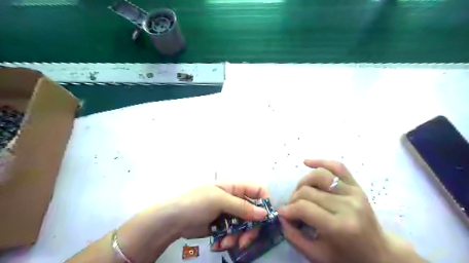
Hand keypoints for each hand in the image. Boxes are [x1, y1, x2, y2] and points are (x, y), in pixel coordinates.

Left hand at [174, 183, 268, 251]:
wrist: (172, 220)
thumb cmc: (196, 203)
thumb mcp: (219, 200)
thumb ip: (242, 207)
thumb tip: (265, 213)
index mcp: (235, 188)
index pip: (257, 191)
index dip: (264, 202)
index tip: (265, 218)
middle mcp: (234, 200)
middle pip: (253, 213)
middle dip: (250, 228)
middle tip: (244, 241)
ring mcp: (228, 214)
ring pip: (244, 226)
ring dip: (238, 236)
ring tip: (225, 242)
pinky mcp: (222, 226)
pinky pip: (233, 234)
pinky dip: (228, 240)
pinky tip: (218, 244)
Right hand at [278, 160, 392, 262]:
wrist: (379, 253)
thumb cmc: (347, 257)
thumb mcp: (317, 255)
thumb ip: (294, 236)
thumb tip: (281, 215)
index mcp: (340, 226)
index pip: (304, 207)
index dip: (288, 209)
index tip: (282, 213)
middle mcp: (348, 205)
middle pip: (308, 191)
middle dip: (293, 199)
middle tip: (292, 208)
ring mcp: (354, 193)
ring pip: (319, 175)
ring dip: (303, 183)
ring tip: (301, 193)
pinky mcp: (357, 186)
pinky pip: (337, 166)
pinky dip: (320, 161)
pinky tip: (306, 162)